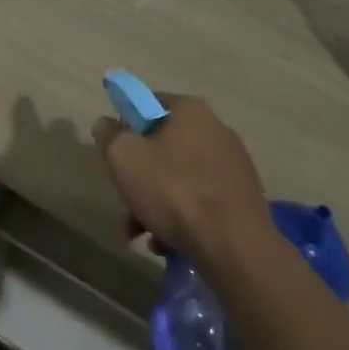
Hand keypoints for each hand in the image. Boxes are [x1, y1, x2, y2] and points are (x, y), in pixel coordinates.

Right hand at [92, 94, 269, 264]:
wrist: (234, 246)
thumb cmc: (174, 190)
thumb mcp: (125, 157)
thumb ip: (109, 135)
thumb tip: (106, 124)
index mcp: (191, 110)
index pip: (149, 103)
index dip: (127, 125)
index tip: (116, 153)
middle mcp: (216, 130)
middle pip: (163, 147)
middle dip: (140, 177)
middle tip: (125, 202)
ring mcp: (233, 166)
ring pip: (180, 179)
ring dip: (155, 204)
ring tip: (141, 234)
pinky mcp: (242, 199)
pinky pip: (201, 201)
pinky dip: (181, 218)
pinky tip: (167, 244)